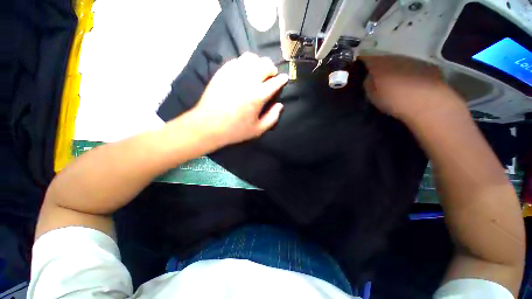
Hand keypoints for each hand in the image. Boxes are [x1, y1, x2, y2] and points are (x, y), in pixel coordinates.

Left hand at [189, 52, 288, 146]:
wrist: (208, 125)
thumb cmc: (235, 130)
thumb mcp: (258, 130)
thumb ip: (272, 118)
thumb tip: (280, 106)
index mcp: (258, 95)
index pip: (275, 82)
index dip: (282, 79)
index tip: (285, 78)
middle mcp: (248, 80)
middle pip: (265, 64)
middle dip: (272, 69)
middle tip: (272, 75)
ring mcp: (234, 74)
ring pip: (251, 58)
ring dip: (259, 63)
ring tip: (259, 71)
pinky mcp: (222, 72)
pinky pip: (237, 60)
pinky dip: (244, 63)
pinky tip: (244, 71)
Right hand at [361, 55, 465, 120]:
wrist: (428, 103)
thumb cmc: (394, 100)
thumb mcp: (372, 96)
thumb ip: (368, 84)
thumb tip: (368, 77)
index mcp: (379, 64)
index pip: (366, 57)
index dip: (361, 61)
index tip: (359, 67)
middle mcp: (395, 57)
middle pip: (383, 57)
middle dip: (378, 64)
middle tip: (375, 75)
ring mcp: (412, 59)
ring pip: (398, 60)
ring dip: (394, 67)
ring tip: (393, 79)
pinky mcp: (427, 64)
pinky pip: (412, 65)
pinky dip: (408, 71)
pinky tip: (409, 82)